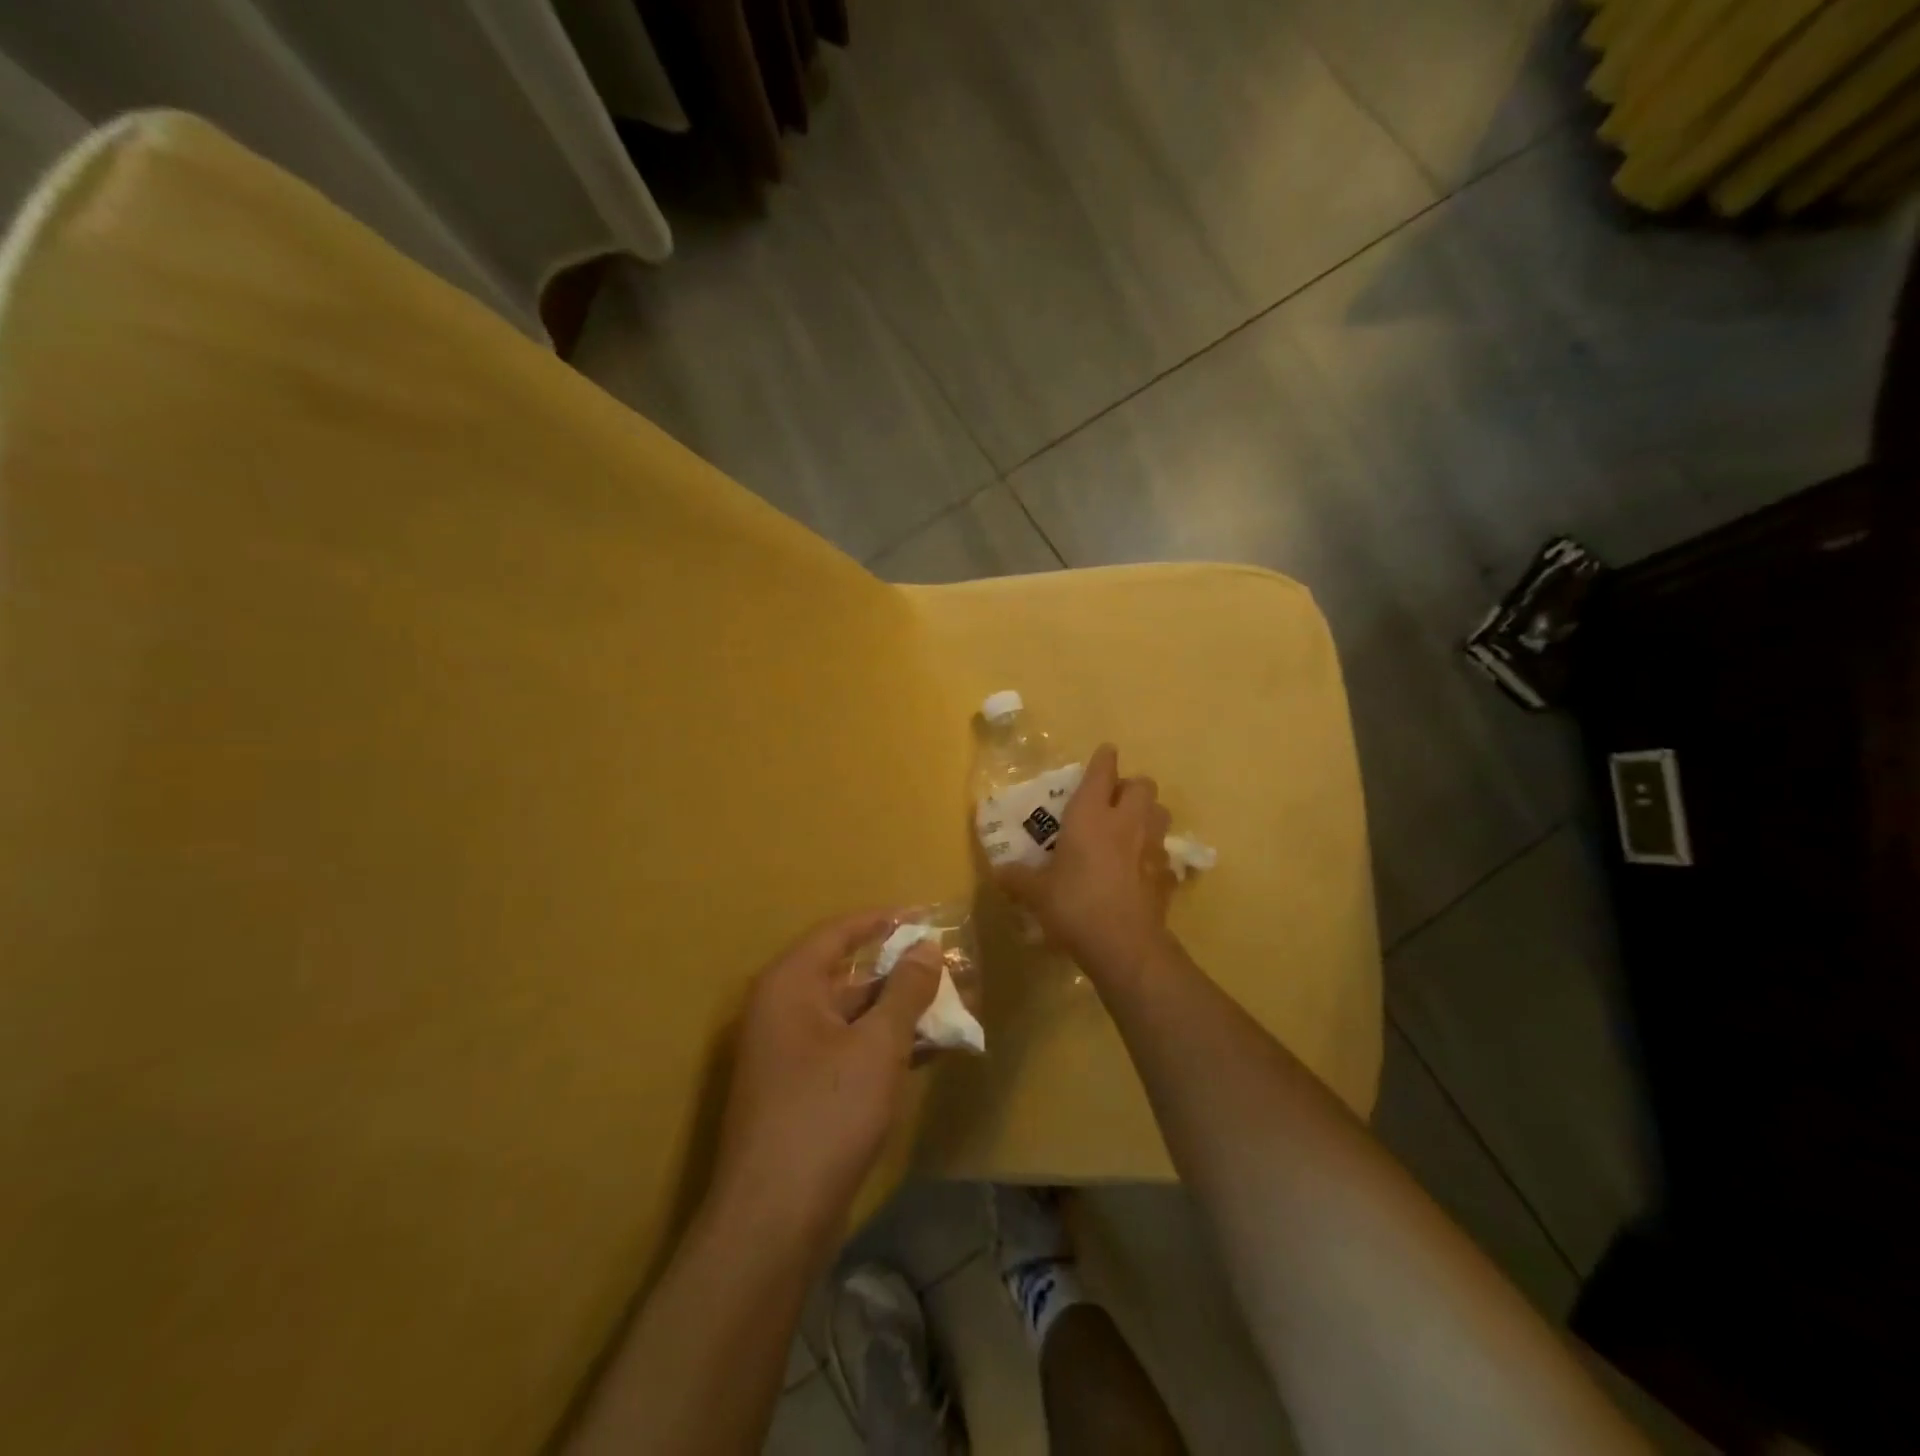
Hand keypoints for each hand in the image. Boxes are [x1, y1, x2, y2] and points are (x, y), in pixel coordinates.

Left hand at [711, 911, 940, 1252]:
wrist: (773, 1220)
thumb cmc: (826, 1114)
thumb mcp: (877, 1045)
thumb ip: (905, 991)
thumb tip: (926, 947)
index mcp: (790, 985)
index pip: (839, 933)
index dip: (883, 921)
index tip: (925, 916)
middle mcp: (783, 1010)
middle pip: (849, 976)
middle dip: (901, 973)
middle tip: (950, 969)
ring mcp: (789, 1054)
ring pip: (853, 1017)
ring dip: (900, 1013)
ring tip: (952, 1009)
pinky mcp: (801, 1091)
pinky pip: (849, 1050)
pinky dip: (885, 1046)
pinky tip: (928, 1051)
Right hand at [998, 744, 1174, 981]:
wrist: (1124, 944)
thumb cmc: (1075, 905)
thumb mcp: (1037, 893)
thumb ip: (1018, 878)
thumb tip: (999, 872)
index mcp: (1091, 815)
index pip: (1102, 771)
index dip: (1103, 758)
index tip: (1104, 753)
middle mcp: (1126, 821)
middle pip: (1143, 784)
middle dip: (1130, 786)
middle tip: (1113, 802)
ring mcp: (1152, 846)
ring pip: (1160, 812)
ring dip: (1147, 814)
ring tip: (1130, 829)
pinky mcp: (1167, 874)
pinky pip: (1164, 852)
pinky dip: (1154, 853)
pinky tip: (1140, 869)